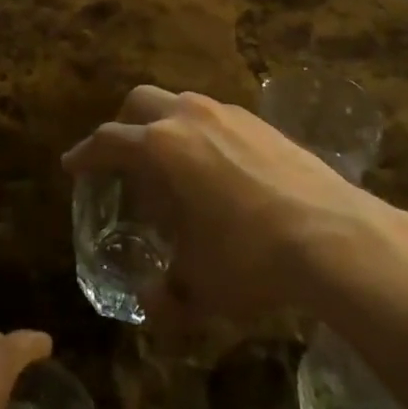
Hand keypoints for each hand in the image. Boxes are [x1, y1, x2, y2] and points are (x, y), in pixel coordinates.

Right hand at [61, 87, 378, 323]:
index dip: (86, 154)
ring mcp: (230, 114)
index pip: (108, 141)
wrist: (334, 235)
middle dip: (124, 124)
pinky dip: (203, 133)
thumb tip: (152, 307)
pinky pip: (218, 117)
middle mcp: (190, 118)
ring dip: (166, 125)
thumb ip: (168, 297)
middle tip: (122, 158)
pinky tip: (219, 169)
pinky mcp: (262, 122)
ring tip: (174, 165)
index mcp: (161, 147)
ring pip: (182, 102)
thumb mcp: (200, 286)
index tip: (73, 166)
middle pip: (140, 101)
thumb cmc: (249, 256)